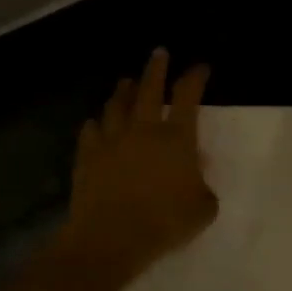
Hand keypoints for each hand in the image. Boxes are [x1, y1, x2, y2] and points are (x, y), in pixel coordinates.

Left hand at [64, 49, 216, 280]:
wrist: (112, 237)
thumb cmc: (165, 222)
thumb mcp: (202, 209)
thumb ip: (203, 187)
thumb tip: (196, 173)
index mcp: (176, 137)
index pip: (188, 96)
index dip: (195, 77)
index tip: (200, 67)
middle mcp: (143, 129)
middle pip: (149, 88)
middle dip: (156, 68)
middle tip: (159, 53)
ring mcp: (111, 140)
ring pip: (116, 105)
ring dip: (123, 91)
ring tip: (125, 82)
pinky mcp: (88, 156)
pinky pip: (91, 131)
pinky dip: (96, 124)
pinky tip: (96, 124)